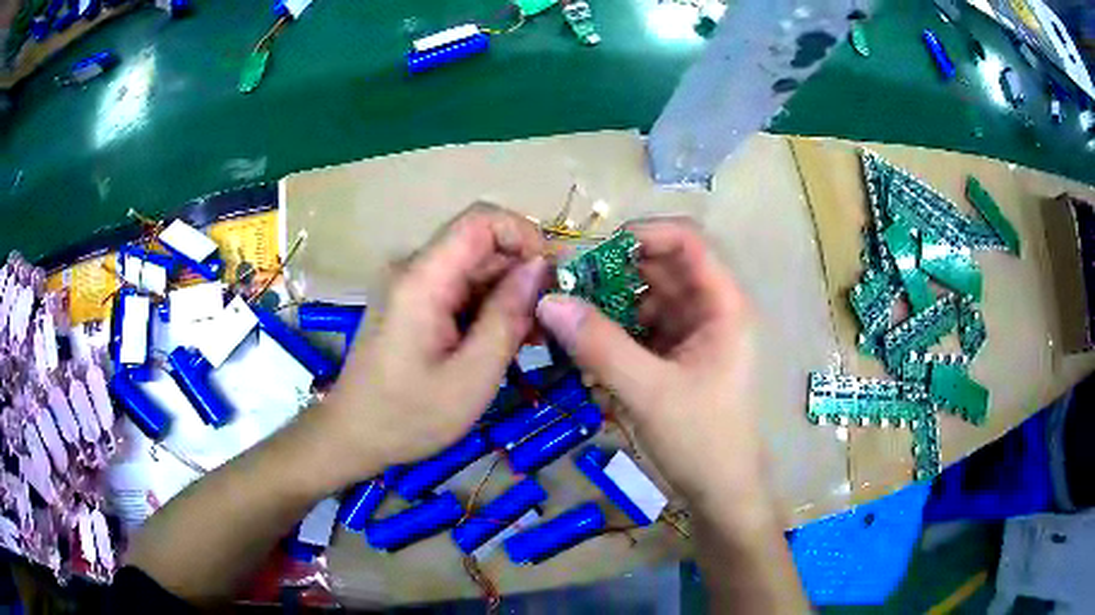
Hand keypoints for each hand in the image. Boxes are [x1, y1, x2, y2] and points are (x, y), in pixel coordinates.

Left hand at [317, 204, 547, 481]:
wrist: (354, 435)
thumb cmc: (409, 416)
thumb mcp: (472, 376)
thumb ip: (508, 316)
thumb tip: (539, 268)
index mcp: (422, 280)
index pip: (481, 220)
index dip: (525, 234)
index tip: (554, 276)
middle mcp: (414, 270)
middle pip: (481, 245)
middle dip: (523, 273)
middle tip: (553, 321)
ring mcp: (412, 286)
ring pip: (475, 269)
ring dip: (510, 295)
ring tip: (535, 339)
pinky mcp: (414, 303)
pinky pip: (461, 290)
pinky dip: (489, 308)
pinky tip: (508, 341)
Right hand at [536, 219, 769, 518]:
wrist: (720, 493)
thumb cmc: (702, 440)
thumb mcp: (648, 392)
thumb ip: (599, 345)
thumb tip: (547, 301)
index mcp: (722, 306)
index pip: (687, 241)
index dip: (642, 234)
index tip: (592, 252)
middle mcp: (708, 310)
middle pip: (659, 268)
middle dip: (611, 274)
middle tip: (564, 289)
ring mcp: (691, 333)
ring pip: (644, 299)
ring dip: (607, 307)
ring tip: (567, 323)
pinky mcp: (675, 356)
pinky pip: (639, 329)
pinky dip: (612, 334)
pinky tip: (586, 353)